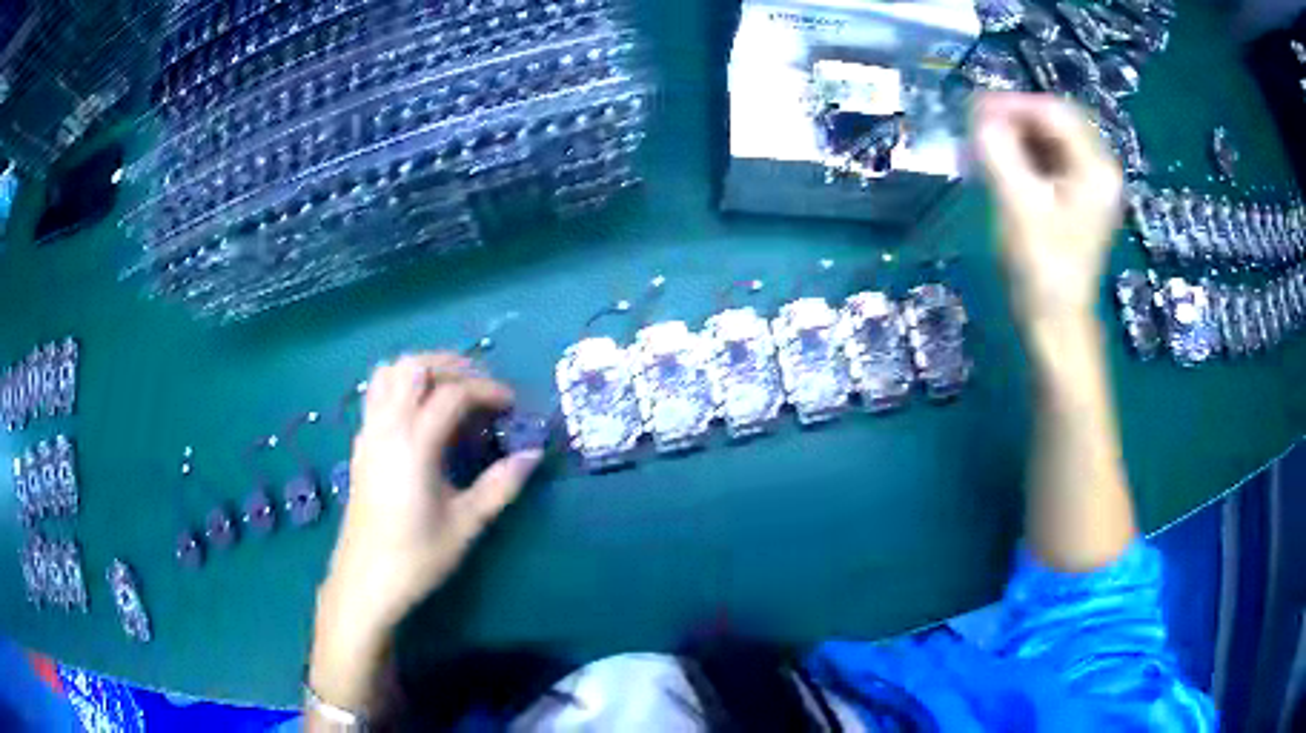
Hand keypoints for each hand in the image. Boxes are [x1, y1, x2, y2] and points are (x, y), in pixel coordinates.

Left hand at [308, 353, 541, 716]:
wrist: (365, 582)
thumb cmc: (416, 557)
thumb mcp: (466, 524)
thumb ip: (501, 484)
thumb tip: (534, 454)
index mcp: (413, 445)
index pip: (452, 394)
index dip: (488, 392)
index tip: (513, 407)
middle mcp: (386, 427)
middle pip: (416, 366)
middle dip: (455, 367)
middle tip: (484, 391)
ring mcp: (368, 433)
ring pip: (390, 373)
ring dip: (424, 371)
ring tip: (453, 394)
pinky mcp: (361, 444)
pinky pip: (378, 393)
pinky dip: (403, 387)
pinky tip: (423, 417)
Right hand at [973, 93, 1122, 324]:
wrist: (1055, 322)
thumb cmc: (1041, 266)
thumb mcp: (1017, 203)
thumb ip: (999, 150)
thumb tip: (979, 113)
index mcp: (1096, 168)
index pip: (1054, 112)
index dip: (1013, 105)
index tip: (974, 109)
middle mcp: (1100, 170)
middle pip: (1056, 122)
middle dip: (1015, 118)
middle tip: (978, 125)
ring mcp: (1091, 185)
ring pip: (1052, 139)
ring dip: (1018, 135)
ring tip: (985, 144)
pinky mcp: (1078, 200)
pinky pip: (1051, 160)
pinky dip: (1025, 154)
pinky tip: (1002, 163)